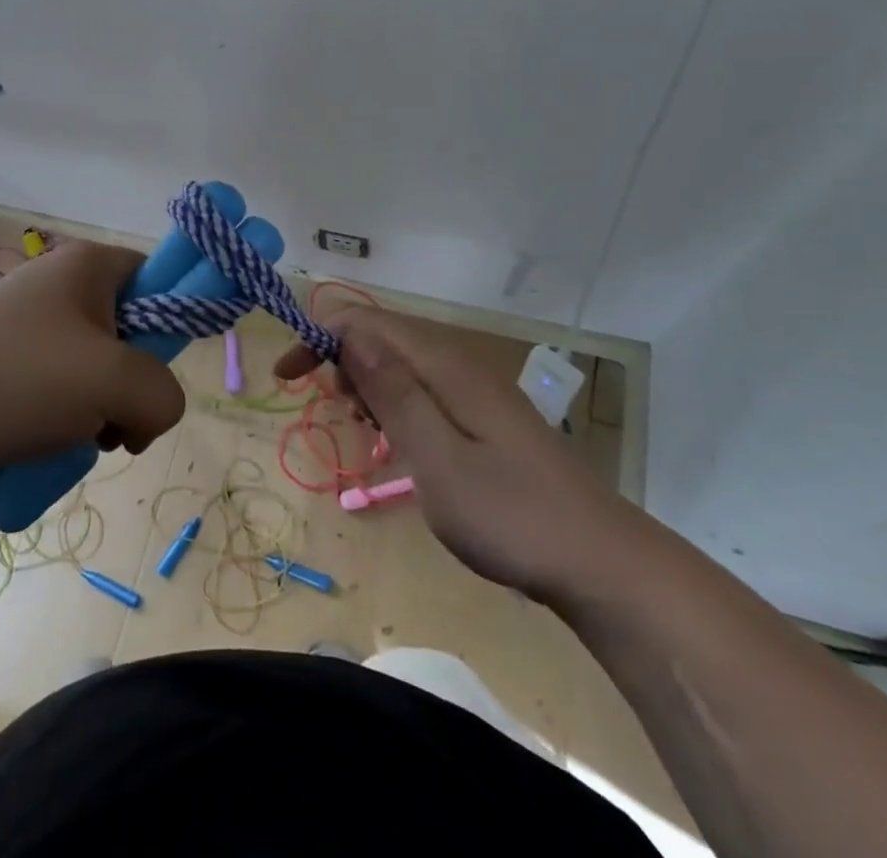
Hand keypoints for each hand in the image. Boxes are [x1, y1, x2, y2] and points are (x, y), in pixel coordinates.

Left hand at [0, 240, 185, 480]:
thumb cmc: (19, 380)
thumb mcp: (114, 381)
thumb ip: (163, 394)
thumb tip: (153, 413)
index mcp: (87, 267)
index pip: (158, 277)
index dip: (172, 322)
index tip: (159, 370)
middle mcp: (59, 288)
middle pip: (130, 337)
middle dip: (132, 387)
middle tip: (117, 418)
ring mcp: (28, 332)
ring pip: (97, 377)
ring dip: (100, 417)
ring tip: (76, 438)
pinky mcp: (6, 372)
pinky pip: (60, 398)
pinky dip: (64, 428)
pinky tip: (47, 449)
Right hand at [276, 308, 638, 604]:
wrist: (601, 563)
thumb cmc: (509, 515)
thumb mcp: (436, 459)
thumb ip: (392, 392)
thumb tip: (348, 333)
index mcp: (443, 365)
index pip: (366, 323)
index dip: (319, 338)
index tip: (285, 378)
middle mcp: (458, 363)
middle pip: (382, 336)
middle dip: (341, 360)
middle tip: (336, 411)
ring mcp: (475, 389)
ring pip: (402, 362)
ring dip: (368, 382)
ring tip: (364, 426)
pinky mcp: (485, 416)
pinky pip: (424, 388)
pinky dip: (396, 402)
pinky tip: (398, 438)